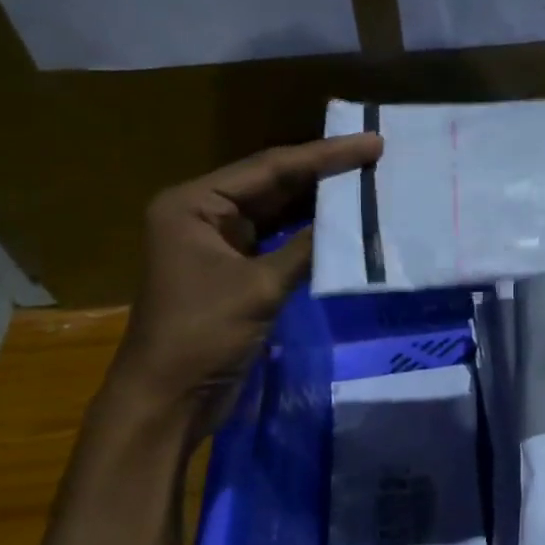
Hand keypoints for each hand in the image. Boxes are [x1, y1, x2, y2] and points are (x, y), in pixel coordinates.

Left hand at [109, 133, 382, 417]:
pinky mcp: (233, 271)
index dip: (324, 156)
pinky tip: (343, 224)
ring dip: (319, 202)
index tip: (371, 143)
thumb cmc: (202, 335)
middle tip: (375, 157)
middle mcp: (202, 214)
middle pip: (272, 184)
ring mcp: (217, 244)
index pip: (269, 168)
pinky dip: (308, 234)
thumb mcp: (259, 287)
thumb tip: (355, 220)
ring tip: (368, 183)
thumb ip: (307, 248)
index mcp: (193, 204)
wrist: (168, 401)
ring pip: (277, 212)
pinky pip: (277, 241)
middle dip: (323, 173)